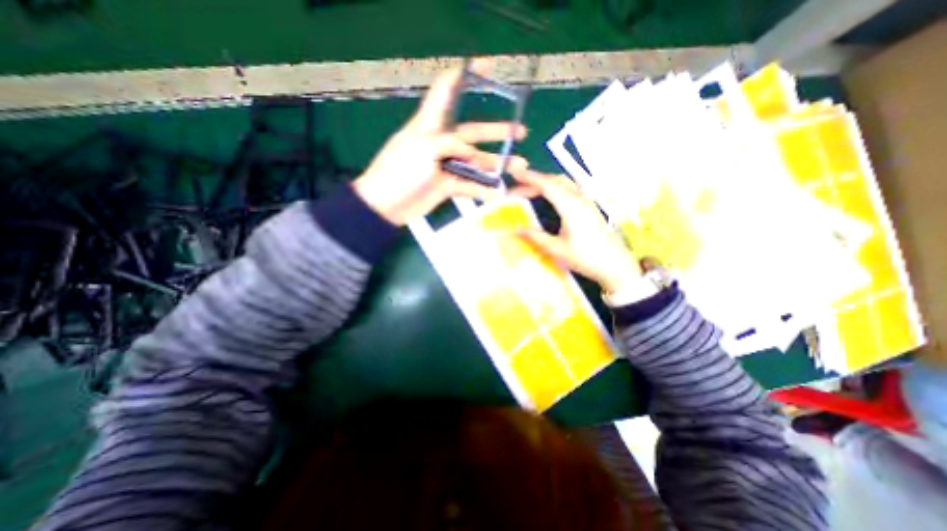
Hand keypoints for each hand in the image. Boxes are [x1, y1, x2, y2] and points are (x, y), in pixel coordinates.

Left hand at [350, 59, 524, 225]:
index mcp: (431, 124)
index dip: (466, 75)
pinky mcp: (448, 185)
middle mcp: (442, 142)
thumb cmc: (399, 171)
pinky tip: (498, 192)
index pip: (447, 90)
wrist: (386, 206)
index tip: (488, 67)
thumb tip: (473, 153)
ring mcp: (447, 165)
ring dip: (498, 163)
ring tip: (519, 165)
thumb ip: (451, 144)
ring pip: (476, 162)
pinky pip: (470, 185)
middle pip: (473, 132)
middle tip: (520, 132)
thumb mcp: (423, 148)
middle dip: (496, 131)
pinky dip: (484, 189)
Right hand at [511, 167, 642, 293]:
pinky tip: (549, 198)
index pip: (547, 185)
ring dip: (545, 183)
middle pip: (555, 181)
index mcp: (571, 207)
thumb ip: (536, 237)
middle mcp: (580, 199)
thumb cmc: (586, 258)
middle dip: (534, 181)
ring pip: (564, 183)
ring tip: (529, 191)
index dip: (530, 178)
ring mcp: (587, 202)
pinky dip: (555, 188)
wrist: (616, 265)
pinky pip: (570, 190)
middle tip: (516, 190)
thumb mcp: (557, 250)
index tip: (514, 174)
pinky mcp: (590, 207)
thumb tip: (517, 229)